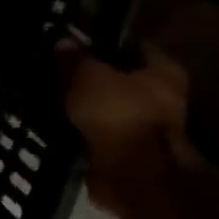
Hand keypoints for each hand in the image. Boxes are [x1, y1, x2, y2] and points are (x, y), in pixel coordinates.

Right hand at [57, 41, 194, 206]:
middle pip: (120, 78)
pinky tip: (60, 123)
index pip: (131, 46)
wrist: (132, 177)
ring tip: (54, 98)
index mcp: (164, 70)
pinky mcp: (129, 153)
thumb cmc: (119, 114)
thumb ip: (75, 59)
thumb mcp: (88, 76)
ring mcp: (147, 128)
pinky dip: (84, 129)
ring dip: (86, 106)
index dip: (101, 43)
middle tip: (59, 71)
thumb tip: (64, 41)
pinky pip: (100, 132)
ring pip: (108, 107)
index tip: (74, 44)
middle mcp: (163, 97)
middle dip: (92, 77)